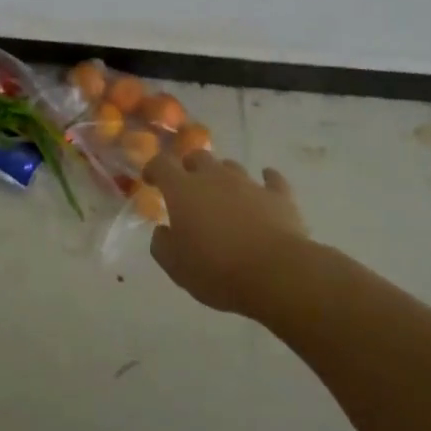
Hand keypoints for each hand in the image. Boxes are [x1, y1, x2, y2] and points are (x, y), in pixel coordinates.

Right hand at [144, 151, 308, 315]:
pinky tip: (266, 183)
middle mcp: (214, 177)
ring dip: (223, 176)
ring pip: (231, 166)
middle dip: (189, 168)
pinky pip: (272, 180)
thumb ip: (162, 244)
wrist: (276, 274)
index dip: (154, 168)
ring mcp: (248, 183)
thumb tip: (162, 231)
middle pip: (197, 157)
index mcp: (183, 190)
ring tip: (223, 195)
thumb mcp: (176, 267)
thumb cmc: (217, 270)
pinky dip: (266, 180)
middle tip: (188, 188)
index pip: (162, 163)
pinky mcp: (278, 196)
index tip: (151, 180)